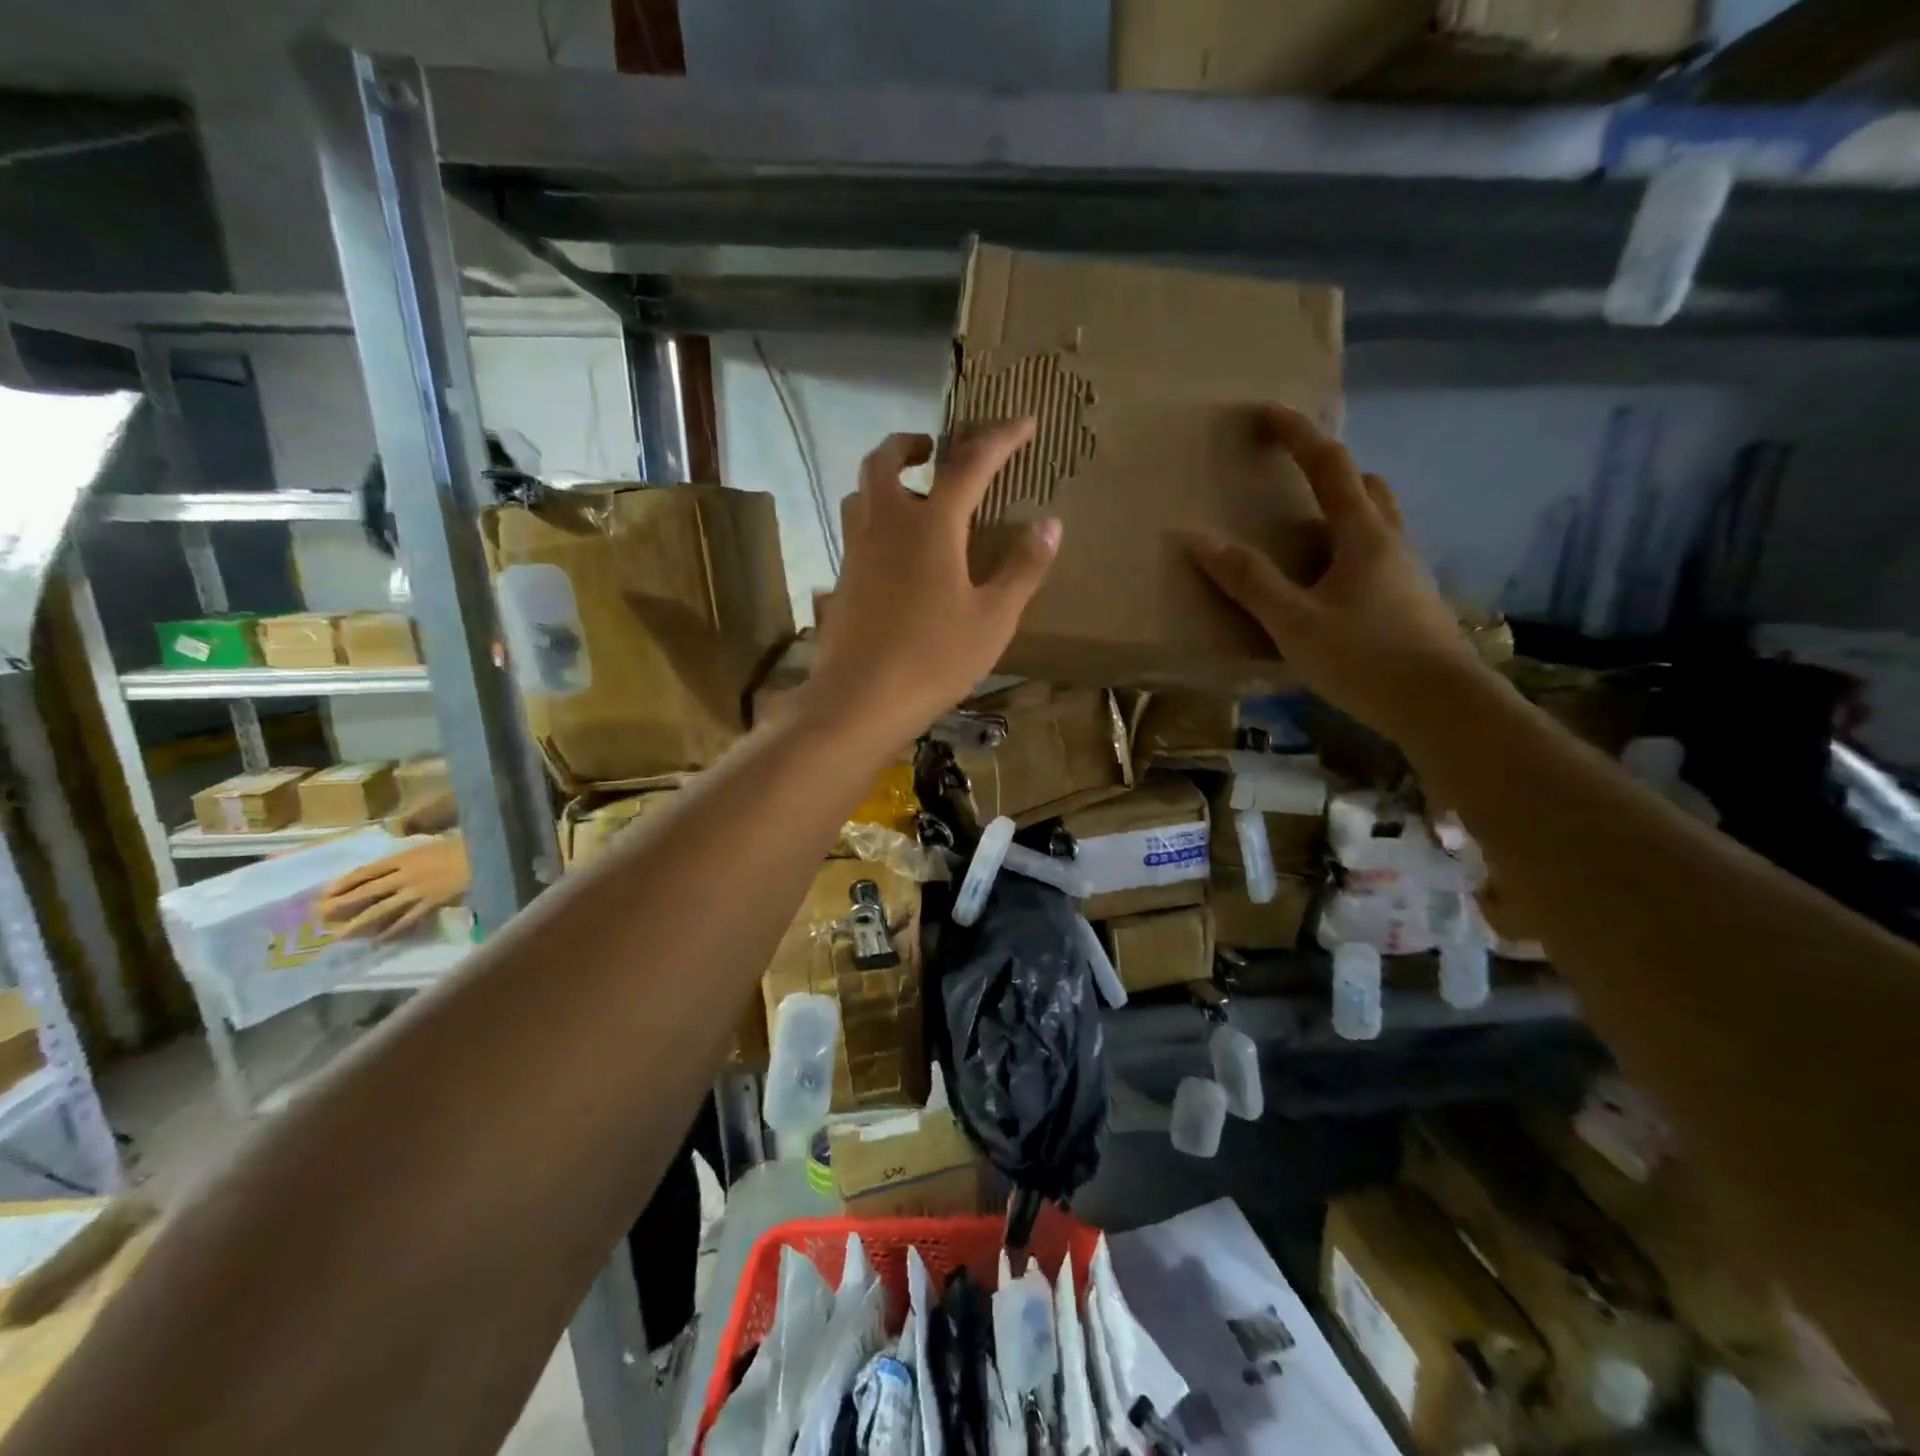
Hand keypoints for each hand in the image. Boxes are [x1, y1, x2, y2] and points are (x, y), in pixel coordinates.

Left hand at [316, 834, 470, 941]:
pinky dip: (393, 930)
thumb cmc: (464, 844)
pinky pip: (408, 919)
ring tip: (341, 934)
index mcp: (405, 857)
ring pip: (382, 909)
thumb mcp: (435, 839)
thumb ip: (414, 849)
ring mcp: (418, 891)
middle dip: (343, 903)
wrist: (487, 857)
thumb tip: (398, 854)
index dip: (344, 882)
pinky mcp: (432, 903)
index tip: (325, 892)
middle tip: (321, 915)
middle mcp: (405, 875)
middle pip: (367, 891)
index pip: (367, 871)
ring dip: (360, 922)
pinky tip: (380, 940)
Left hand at [799, 419, 1059, 749]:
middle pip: (886, 459)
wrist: (860, 700)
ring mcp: (856, 551)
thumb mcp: (993, 618)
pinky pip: (854, 530)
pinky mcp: (841, 579)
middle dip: (913, 443)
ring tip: (912, 495)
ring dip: (885, 479)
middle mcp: (886, 525)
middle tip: (935, 451)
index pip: (969, 463)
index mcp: (931, 525)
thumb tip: (1050, 523)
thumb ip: (1022, 568)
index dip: (1000, 438)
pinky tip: (893, 552)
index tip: (1024, 423)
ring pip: (861, 492)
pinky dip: (874, 519)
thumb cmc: (934, 659)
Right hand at [1189, 405, 1489, 741]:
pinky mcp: (1410, 602)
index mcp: (1363, 534)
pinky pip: (1376, 556)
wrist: (1441, 706)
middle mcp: (1390, 541)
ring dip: (1342, 510)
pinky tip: (1327, 586)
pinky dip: (1348, 550)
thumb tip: (1200, 540)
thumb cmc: (1364, 658)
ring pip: (1375, 522)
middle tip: (1291, 478)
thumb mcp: (1293, 622)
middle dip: (1328, 470)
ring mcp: (1406, 572)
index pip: (1329, 465)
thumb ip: (1249, 581)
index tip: (1266, 413)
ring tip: (1303, 534)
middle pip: (1364, 486)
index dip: (1296, 434)